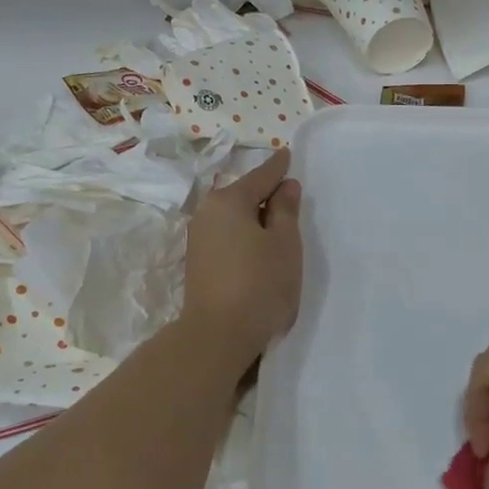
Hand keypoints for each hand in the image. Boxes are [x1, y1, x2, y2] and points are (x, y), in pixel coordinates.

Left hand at [181, 150, 302, 365]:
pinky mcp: (198, 263)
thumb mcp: (284, 243)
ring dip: (254, 218)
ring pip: (234, 218)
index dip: (278, 167)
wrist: (219, 334)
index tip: (287, 153)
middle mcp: (207, 213)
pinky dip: (244, 236)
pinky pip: (227, 236)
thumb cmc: (260, 283)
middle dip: (265, 194)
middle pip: (243, 196)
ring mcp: (199, 239)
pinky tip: (258, 248)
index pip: (260, 176)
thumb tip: (284, 186)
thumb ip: (285, 210)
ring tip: (278, 225)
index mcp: (228, 201)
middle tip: (290, 196)